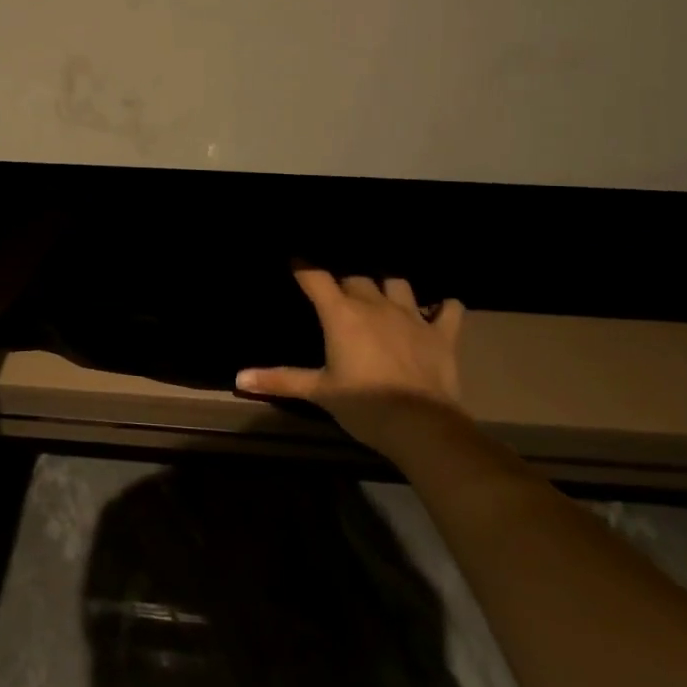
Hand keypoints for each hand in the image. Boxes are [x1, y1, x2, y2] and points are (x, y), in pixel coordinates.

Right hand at [237, 269, 465, 459]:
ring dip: (387, 286)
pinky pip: (448, 308)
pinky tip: (436, 310)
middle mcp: (375, 305)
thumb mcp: (318, 392)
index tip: (294, 261)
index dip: (303, 267)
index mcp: (342, 314)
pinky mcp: (442, 334)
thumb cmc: (364, 405)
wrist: (421, 426)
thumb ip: (279, 380)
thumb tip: (238, 378)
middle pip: (355, 278)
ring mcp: (412, 316)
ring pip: (397, 283)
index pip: (316, 278)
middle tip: (337, 296)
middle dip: (344, 282)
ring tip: (381, 296)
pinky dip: (442, 307)